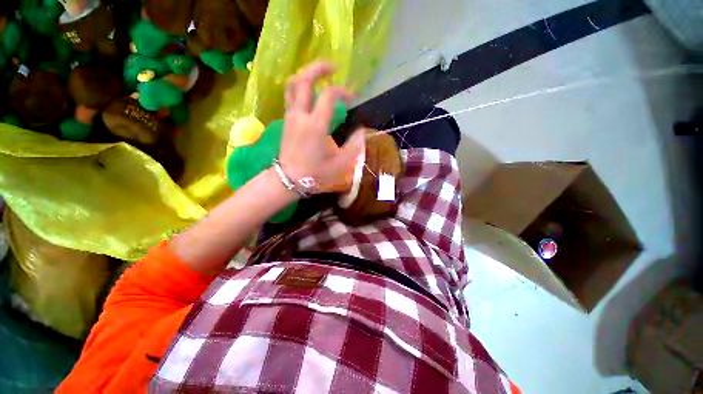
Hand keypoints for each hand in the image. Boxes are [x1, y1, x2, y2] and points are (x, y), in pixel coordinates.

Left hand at [279, 62, 364, 193]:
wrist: (289, 179)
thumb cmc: (315, 173)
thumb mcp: (340, 164)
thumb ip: (353, 147)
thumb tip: (361, 132)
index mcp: (316, 126)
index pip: (329, 95)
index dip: (343, 91)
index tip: (352, 97)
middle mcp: (301, 115)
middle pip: (304, 79)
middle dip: (319, 68)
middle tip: (333, 67)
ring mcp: (290, 116)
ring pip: (293, 85)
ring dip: (306, 75)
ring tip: (320, 76)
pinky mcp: (286, 120)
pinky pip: (290, 96)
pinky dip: (300, 87)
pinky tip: (310, 92)